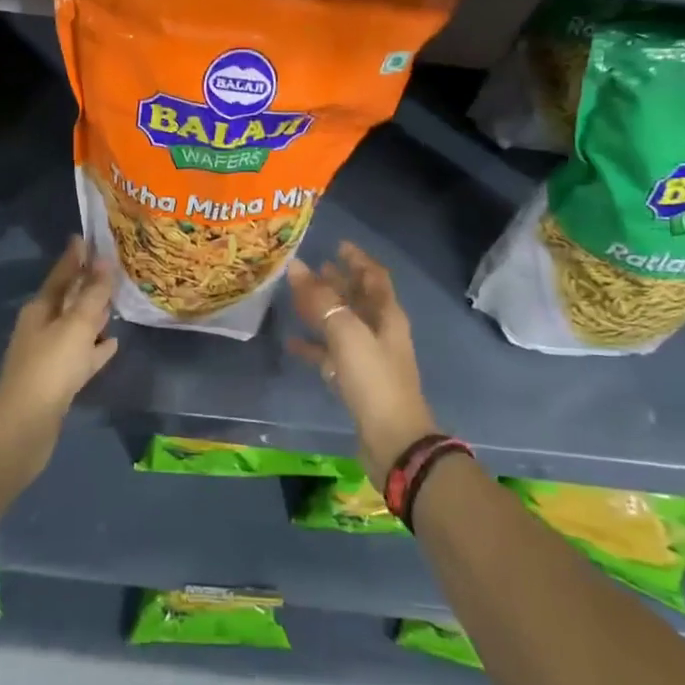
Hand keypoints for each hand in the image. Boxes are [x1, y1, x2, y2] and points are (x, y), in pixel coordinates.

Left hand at [0, 237, 117, 508]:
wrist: (26, 426)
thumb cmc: (50, 367)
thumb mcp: (76, 326)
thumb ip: (92, 295)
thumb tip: (103, 260)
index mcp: (40, 309)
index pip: (60, 274)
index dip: (75, 257)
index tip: (87, 238)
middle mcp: (42, 327)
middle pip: (68, 299)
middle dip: (88, 284)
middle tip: (112, 268)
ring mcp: (49, 355)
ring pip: (76, 327)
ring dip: (94, 316)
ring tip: (118, 303)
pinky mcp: (59, 380)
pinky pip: (82, 355)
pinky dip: (96, 348)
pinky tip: (113, 344)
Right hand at [287, 242, 440, 478]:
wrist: (393, 440)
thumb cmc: (374, 380)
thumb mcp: (347, 334)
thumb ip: (321, 300)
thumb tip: (298, 267)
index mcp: (387, 315)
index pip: (374, 276)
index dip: (357, 259)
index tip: (337, 244)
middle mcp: (380, 331)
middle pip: (358, 298)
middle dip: (337, 281)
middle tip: (311, 268)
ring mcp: (368, 357)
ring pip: (343, 324)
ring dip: (324, 310)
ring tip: (297, 297)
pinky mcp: (356, 381)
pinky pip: (331, 354)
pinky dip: (314, 346)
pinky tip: (292, 344)